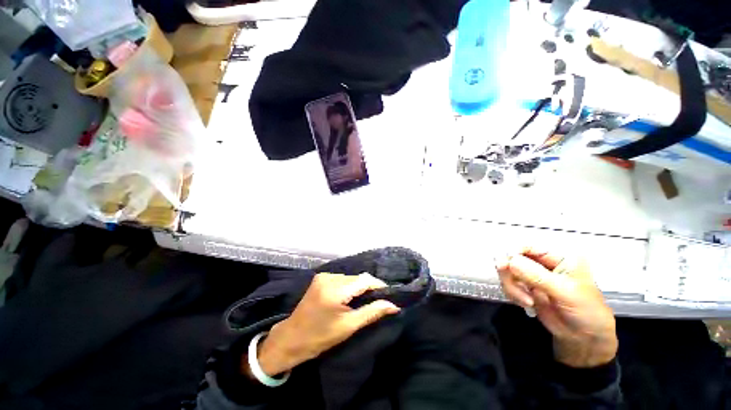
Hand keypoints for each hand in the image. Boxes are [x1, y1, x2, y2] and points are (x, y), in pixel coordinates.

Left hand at [244, 273, 399, 377]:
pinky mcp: (320, 278)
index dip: (378, 286)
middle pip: (357, 278)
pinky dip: (349, 286)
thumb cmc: (320, 337)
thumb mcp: (348, 326)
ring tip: (363, 300)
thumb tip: (393, 306)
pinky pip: (341, 278)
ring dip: (358, 287)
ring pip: (350, 277)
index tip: (388, 296)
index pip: (364, 280)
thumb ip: (372, 312)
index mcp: (335, 289)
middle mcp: (329, 277)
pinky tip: (349, 297)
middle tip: (377, 301)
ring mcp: (323, 276)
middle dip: (368, 288)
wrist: (291, 338)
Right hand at [496, 247, 617, 367]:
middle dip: (509, 272)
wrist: (585, 338)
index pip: (529, 248)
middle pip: (513, 258)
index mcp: (558, 258)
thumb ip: (537, 276)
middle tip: (511, 284)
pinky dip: (512, 294)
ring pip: (508, 272)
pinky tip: (527, 304)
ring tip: (527, 301)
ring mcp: (532, 277)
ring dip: (512, 286)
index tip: (505, 265)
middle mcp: (542, 264)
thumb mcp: (565, 292)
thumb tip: (510, 261)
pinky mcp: (525, 289)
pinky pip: (508, 285)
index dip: (514, 253)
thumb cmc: (585, 311)